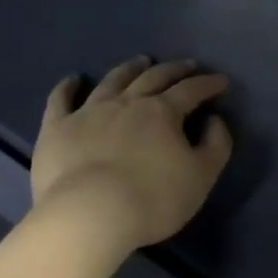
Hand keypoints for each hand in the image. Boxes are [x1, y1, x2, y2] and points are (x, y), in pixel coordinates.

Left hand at [31, 56, 234, 253]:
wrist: (90, 216)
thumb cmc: (153, 200)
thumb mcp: (201, 177)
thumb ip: (215, 145)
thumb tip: (214, 120)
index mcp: (162, 112)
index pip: (191, 90)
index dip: (208, 84)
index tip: (220, 81)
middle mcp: (126, 103)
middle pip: (153, 77)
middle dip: (174, 70)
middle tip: (186, 65)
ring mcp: (88, 112)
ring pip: (112, 81)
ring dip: (129, 69)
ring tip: (140, 62)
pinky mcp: (57, 128)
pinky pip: (60, 100)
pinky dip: (67, 87)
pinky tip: (72, 79)